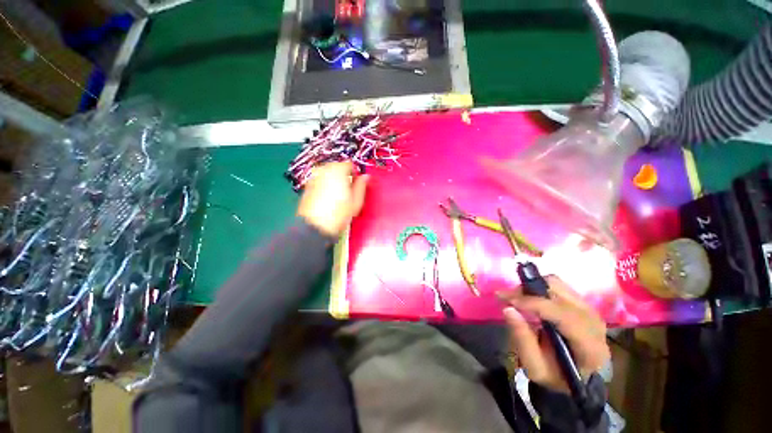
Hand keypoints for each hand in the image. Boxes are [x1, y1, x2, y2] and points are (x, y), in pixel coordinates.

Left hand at [297, 162, 369, 236]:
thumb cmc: (338, 214)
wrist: (315, 226)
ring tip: (338, 195)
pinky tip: (328, 198)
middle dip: (344, 175)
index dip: (355, 173)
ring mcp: (314, 178)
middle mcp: (324, 170)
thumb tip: (366, 177)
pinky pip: (320, 181)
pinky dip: (325, 185)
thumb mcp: (356, 201)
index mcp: (338, 171)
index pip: (349, 164)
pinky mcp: (307, 186)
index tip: (357, 183)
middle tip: (349, 190)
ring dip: (334, 180)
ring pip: (328, 174)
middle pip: (337, 167)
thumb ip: (362, 185)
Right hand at [498, 277, 609, 393]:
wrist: (574, 376)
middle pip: (561, 294)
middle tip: (508, 297)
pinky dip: (538, 286)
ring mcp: (590, 310)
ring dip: (533, 286)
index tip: (508, 300)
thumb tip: (508, 309)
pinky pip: (558, 286)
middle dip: (529, 291)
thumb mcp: (534, 367)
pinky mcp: (581, 303)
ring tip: (517, 297)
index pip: (565, 315)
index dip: (535, 304)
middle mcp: (594, 323)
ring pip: (558, 285)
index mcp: (590, 347)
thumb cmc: (554, 375)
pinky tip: (528, 297)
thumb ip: (522, 340)